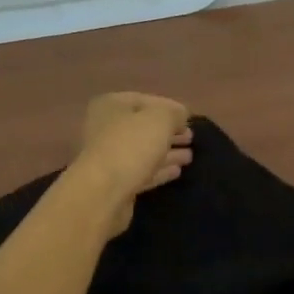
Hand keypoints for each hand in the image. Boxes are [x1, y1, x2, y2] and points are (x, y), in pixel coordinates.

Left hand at [72, 92, 193, 235]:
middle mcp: (106, 129)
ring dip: (167, 152)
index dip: (169, 107)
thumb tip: (181, 115)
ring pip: (144, 151)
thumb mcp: (160, 120)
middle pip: (143, 127)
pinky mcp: (116, 183)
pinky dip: (160, 170)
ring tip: (189, 156)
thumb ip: (174, 113)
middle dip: (169, 132)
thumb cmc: (131, 146)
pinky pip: (142, 171)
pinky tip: (177, 171)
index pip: (144, 100)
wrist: (103, 193)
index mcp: (110, 106)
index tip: (189, 117)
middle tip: (190, 137)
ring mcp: (110, 157)